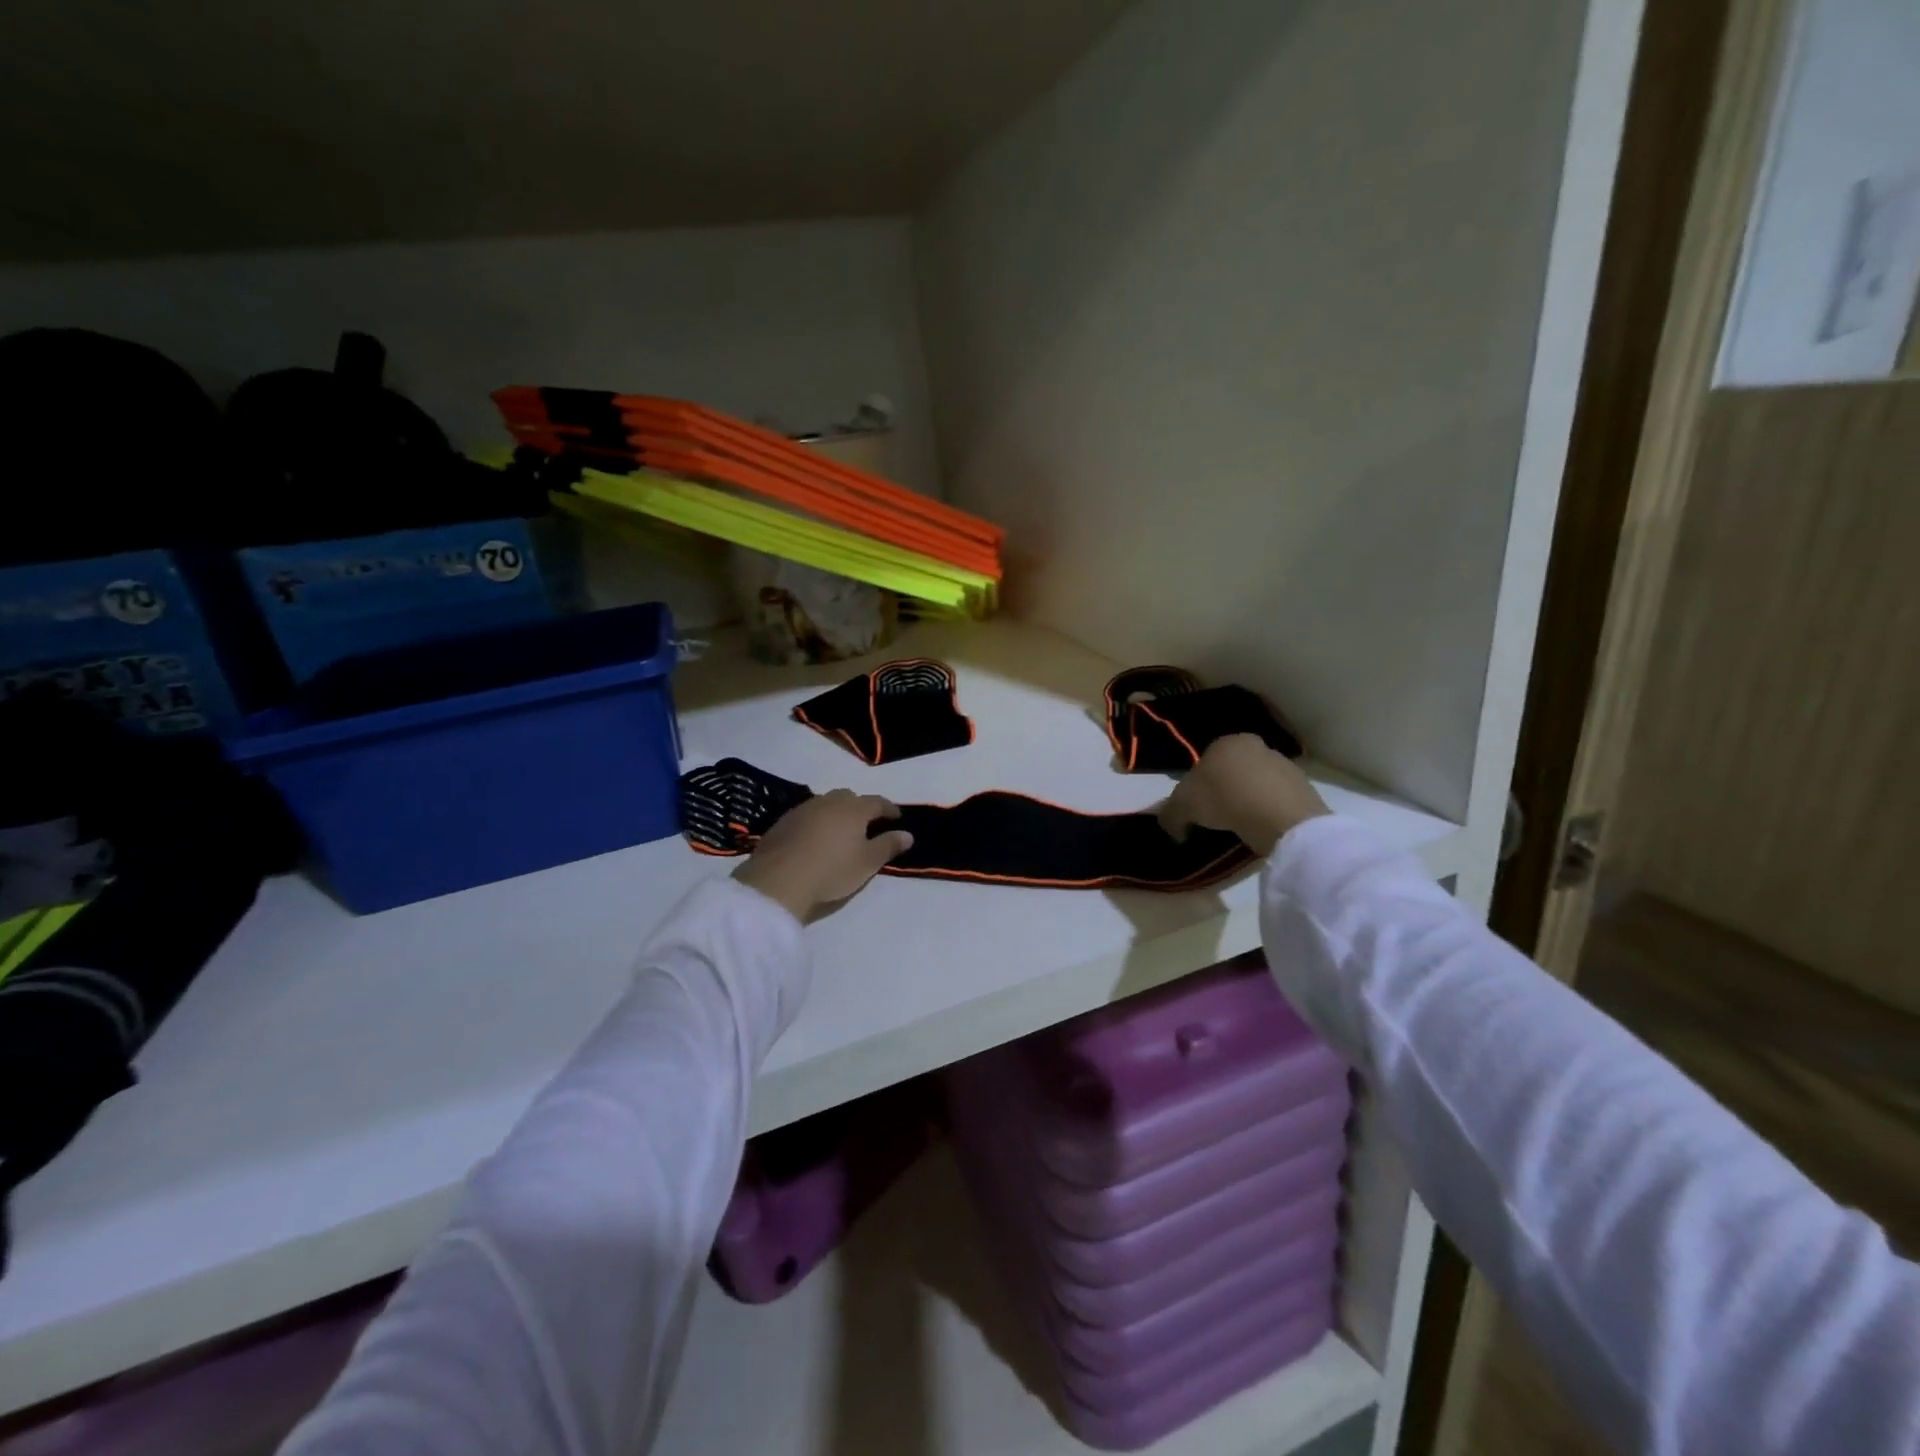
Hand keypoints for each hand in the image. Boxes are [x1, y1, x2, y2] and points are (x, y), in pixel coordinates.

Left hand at [735, 790, 913, 920]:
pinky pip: (806, 816)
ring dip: (835, 814)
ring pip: (825, 805)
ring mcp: (803, 809)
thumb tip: (907, 834)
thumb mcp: (867, 863)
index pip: (877, 802)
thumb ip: (888, 845)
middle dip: (860, 808)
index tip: (897, 818)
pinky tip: (813, 840)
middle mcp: (829, 802)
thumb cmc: (832, 870)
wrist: (779, 880)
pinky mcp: (782, 822)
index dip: (889, 809)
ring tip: (839, 832)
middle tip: (866, 824)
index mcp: (854, 809)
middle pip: (849, 798)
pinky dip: (815, 823)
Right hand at [1158, 735, 1330, 855]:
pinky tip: (1262, 828)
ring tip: (1241, 827)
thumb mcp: (1182, 807)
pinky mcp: (1304, 786)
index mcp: (1225, 741)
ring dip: (1247, 800)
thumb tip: (1171, 825)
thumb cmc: (1224, 799)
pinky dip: (1268, 811)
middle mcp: (1256, 745)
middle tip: (1216, 818)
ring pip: (1256, 783)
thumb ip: (1170, 814)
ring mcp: (1283, 764)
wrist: (1280, 816)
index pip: (1204, 762)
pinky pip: (1276, 799)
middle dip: (1223, 791)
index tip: (1194, 809)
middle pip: (1231, 771)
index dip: (1196, 787)